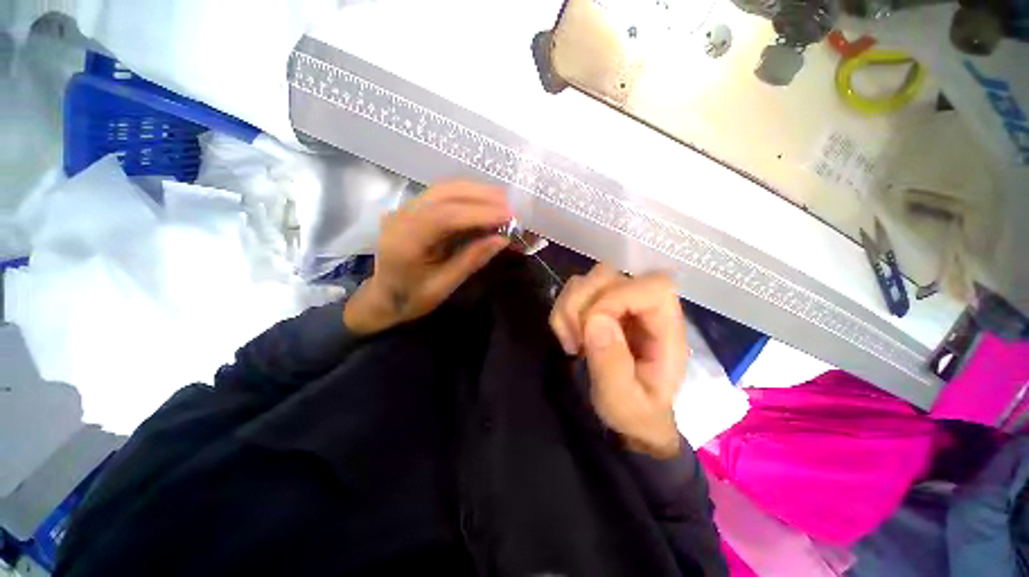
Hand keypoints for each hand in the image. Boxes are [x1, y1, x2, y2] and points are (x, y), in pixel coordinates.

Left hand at [344, 181, 511, 334]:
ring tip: (502, 200)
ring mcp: (405, 209)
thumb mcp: (443, 287)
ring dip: (475, 192)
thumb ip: (471, 260)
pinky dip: (466, 195)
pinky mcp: (413, 209)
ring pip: (443, 189)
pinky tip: (484, 201)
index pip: (445, 216)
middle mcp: (402, 217)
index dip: (479, 213)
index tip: (508, 216)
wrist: (383, 296)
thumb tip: (502, 239)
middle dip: (480, 197)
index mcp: (405, 241)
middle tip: (510, 206)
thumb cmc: (411, 298)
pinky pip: (442, 195)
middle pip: (444, 194)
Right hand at [550, 265, 688, 457]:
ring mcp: (619, 304)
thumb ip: (612, 366)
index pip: (652, 287)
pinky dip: (561, 313)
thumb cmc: (635, 413)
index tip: (592, 330)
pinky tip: (568, 338)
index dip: (616, 298)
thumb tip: (595, 320)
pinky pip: (572, 292)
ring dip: (568, 309)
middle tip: (577, 341)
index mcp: (665, 329)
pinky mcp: (598, 307)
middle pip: (609, 275)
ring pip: (586, 280)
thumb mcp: (624, 402)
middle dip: (581, 305)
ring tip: (572, 343)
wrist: (628, 417)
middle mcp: (643, 308)